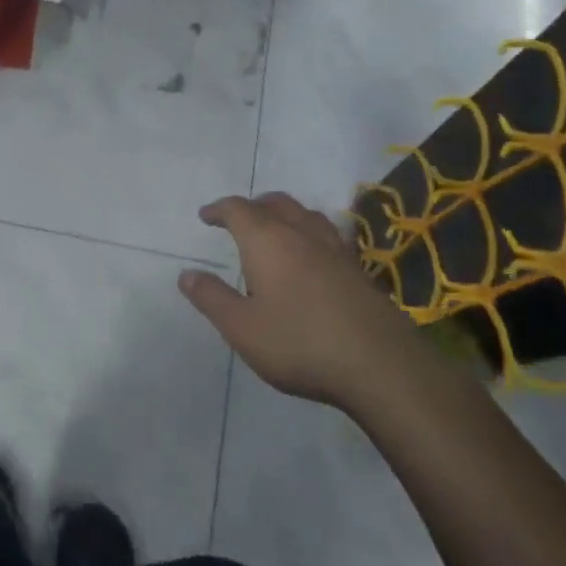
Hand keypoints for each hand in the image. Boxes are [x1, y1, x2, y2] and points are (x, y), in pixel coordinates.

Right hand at [179, 193, 417, 414]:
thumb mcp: (241, 328)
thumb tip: (186, 274)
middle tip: (239, 218)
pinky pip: (328, 234)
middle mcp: (300, 233)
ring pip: (305, 214)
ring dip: (285, 213)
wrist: (379, 363)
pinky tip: (314, 253)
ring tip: (276, 227)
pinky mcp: (358, 269)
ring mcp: (334, 249)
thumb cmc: (299, 342)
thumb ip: (212, 298)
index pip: (238, 209)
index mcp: (267, 240)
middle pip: (275, 203)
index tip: (206, 216)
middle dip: (253, 206)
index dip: (219, 209)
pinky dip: (311, 232)